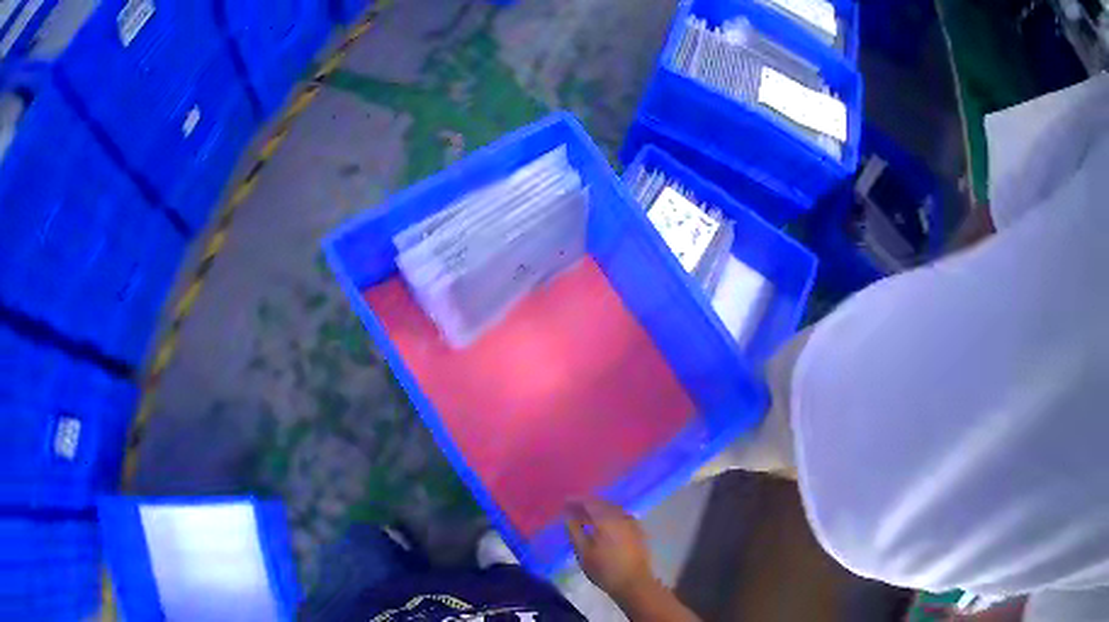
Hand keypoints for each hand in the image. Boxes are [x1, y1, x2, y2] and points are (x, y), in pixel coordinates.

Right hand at [566, 499, 655, 600]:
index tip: (564, 502)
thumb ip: (574, 531)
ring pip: (613, 509)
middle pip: (602, 503)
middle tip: (573, 509)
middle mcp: (621, 516)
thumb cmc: (604, 569)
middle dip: (587, 504)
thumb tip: (568, 516)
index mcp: (607, 519)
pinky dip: (609, 515)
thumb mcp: (583, 552)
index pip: (590, 502)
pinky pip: (621, 516)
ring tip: (586, 516)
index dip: (576, 500)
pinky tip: (603, 524)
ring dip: (599, 509)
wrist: (634, 582)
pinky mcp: (638, 531)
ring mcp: (632, 523)